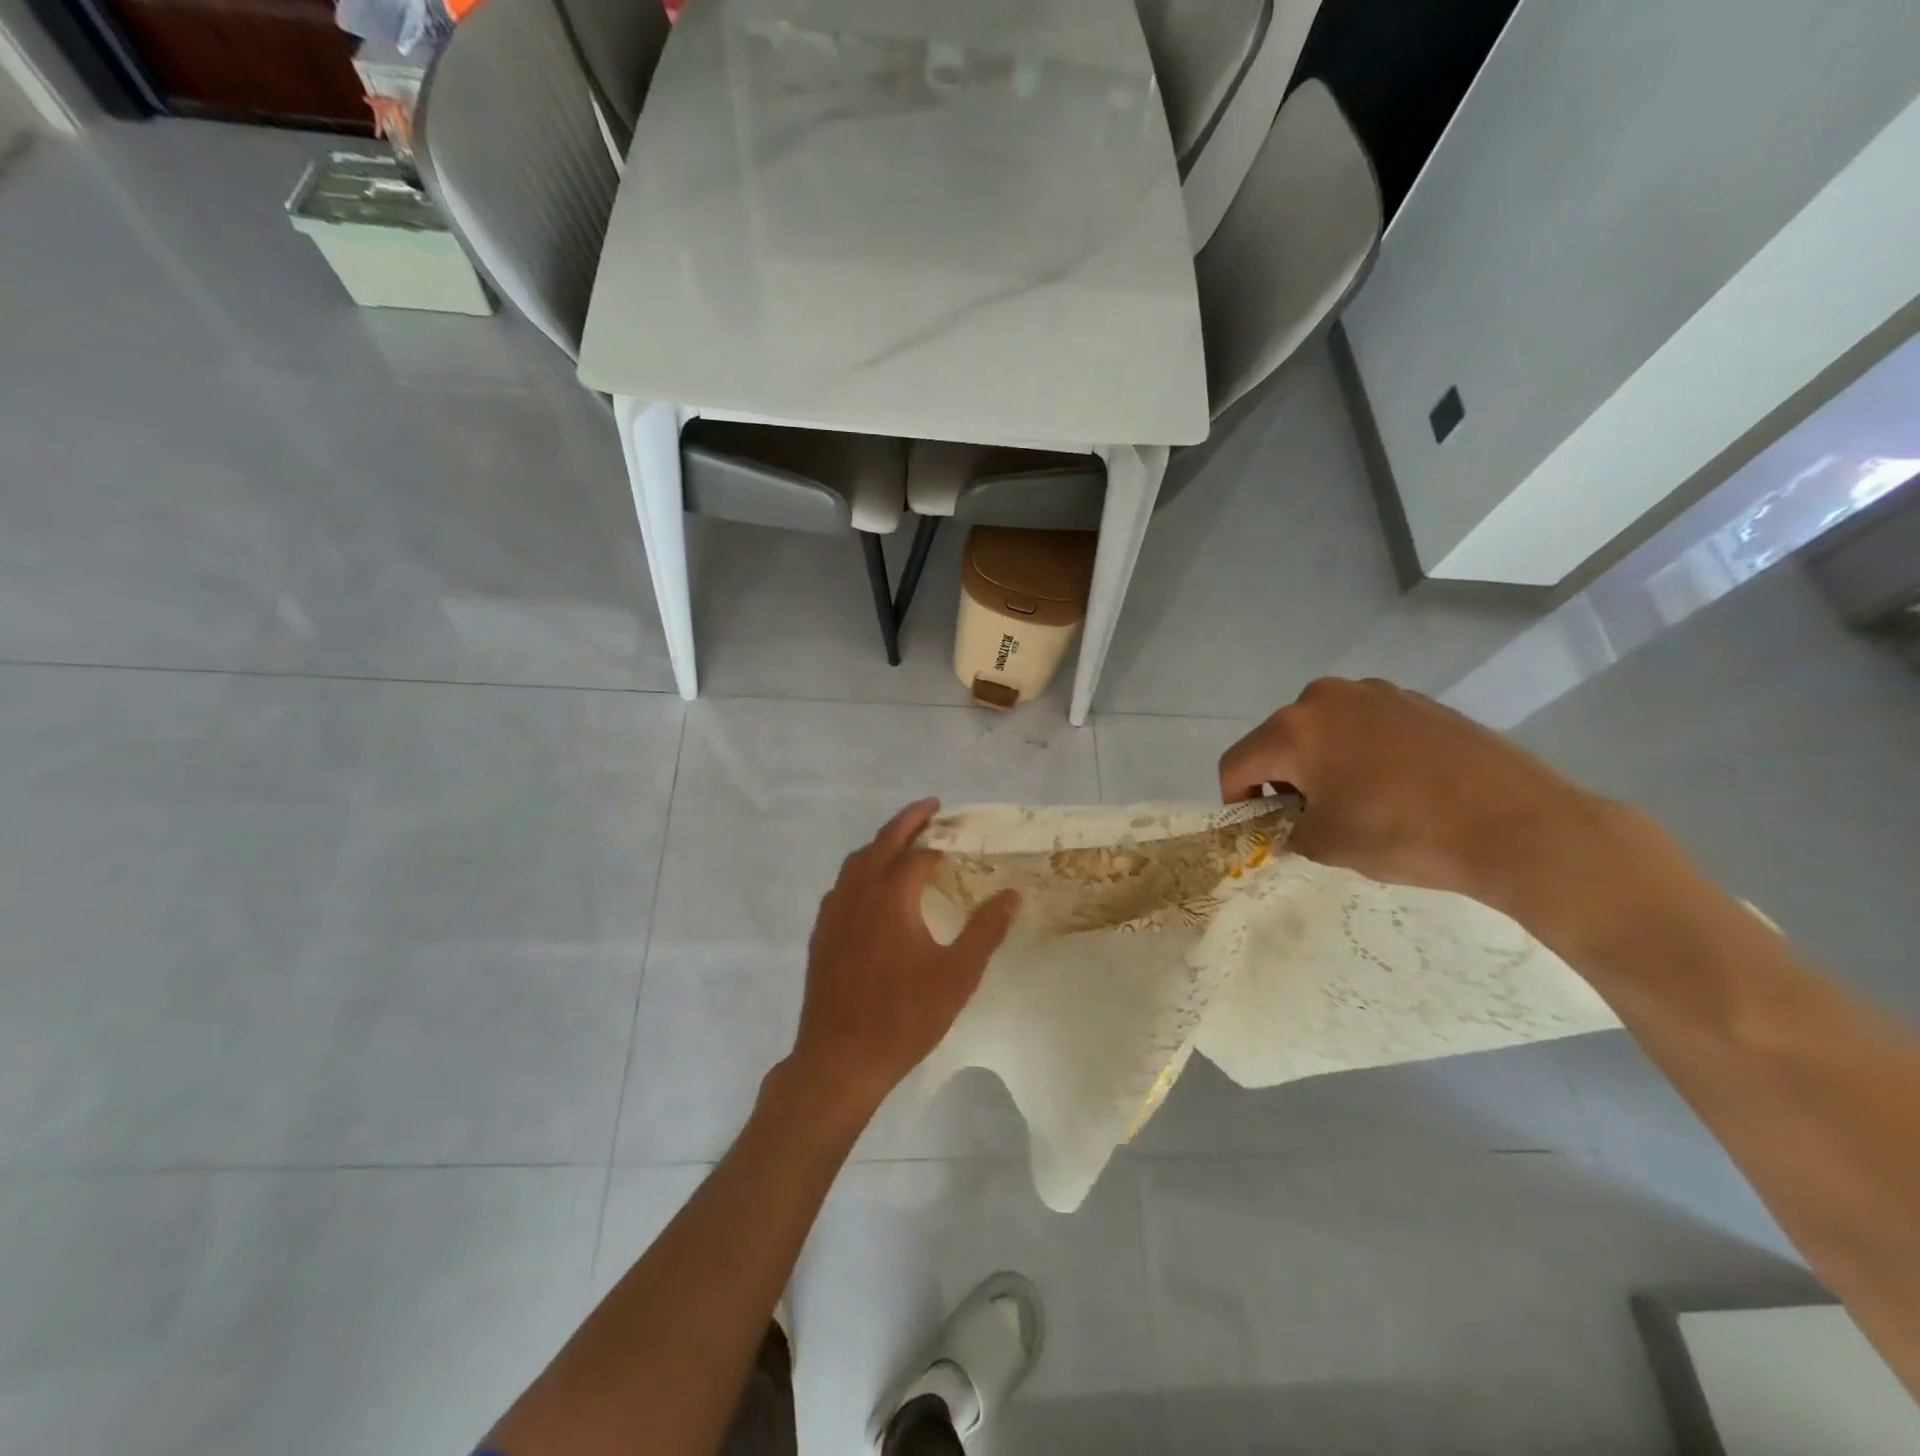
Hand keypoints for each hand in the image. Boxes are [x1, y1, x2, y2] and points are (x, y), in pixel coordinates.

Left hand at [783, 800, 1019, 1120]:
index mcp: (890, 895)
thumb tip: (1012, 894)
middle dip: (907, 821)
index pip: (918, 855)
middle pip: (882, 843)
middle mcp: (857, 892)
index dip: (940, 845)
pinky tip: (872, 890)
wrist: (839, 1060)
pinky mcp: (821, 934)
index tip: (959, 837)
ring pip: (856, 862)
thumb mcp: (957, 975)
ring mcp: (833, 912)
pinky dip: (861, 871)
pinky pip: (842, 886)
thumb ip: (986, 930)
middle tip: (931, 808)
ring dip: (881, 844)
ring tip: (904, 843)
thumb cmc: (904, 1016)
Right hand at [1218, 678, 1655, 922]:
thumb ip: (1287, 830)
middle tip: (1307, 816)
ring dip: (1321, 761)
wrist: (1518, 824)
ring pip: (1322, 729)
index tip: (1258, 826)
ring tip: (1355, 799)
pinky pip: (1364, 725)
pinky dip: (1360, 751)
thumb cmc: (1405, 834)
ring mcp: (1376, 693)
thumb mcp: (1326, 844)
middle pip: (1278, 739)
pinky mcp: (1416, 700)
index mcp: (1294, 728)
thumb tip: (1290, 822)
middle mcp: (1326, 697)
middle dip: (1281, 777)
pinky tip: (1394, 785)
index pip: (1236, 763)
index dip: (1236, 799)